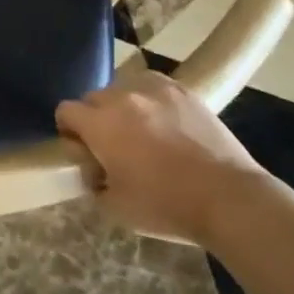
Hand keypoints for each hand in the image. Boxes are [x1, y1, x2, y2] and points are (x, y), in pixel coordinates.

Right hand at [55, 68, 266, 244]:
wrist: (228, 197)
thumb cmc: (167, 206)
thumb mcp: (116, 208)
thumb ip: (93, 183)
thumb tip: (93, 170)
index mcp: (100, 124)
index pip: (65, 110)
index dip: (69, 131)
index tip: (84, 151)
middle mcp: (120, 97)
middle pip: (92, 98)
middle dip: (95, 119)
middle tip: (114, 146)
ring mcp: (152, 88)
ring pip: (122, 88)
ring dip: (123, 107)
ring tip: (143, 133)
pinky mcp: (180, 89)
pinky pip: (151, 85)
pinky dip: (149, 99)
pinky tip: (164, 122)